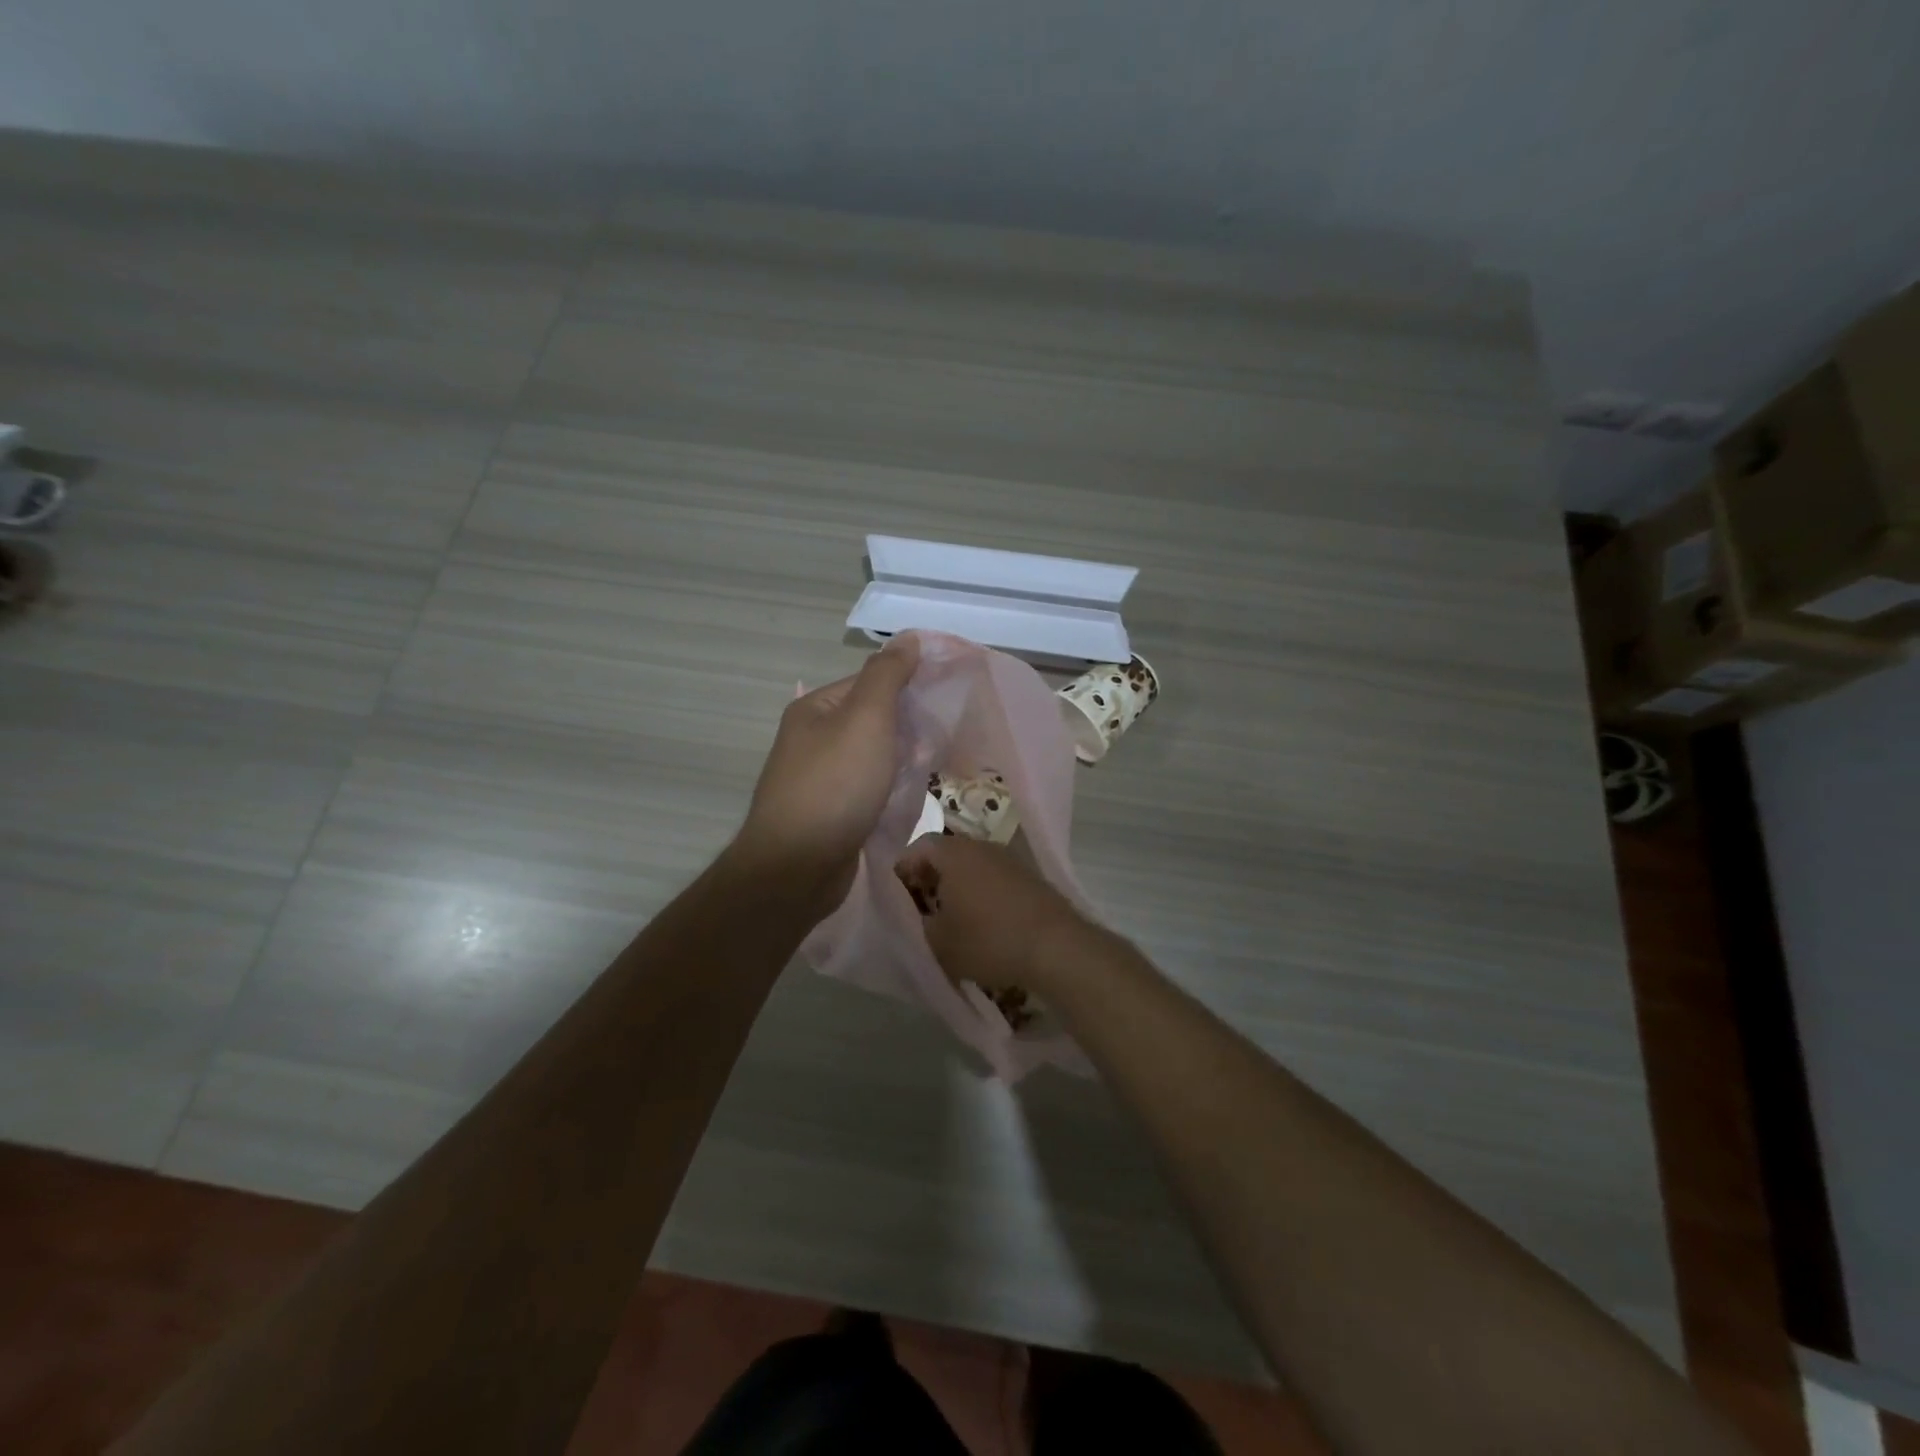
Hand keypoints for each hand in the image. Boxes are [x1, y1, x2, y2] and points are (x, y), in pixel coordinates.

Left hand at [733, 635, 921, 911]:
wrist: (796, 867)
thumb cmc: (835, 785)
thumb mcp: (866, 719)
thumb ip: (888, 676)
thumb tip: (908, 638)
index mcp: (815, 709)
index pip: (870, 682)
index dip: (909, 687)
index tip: (946, 700)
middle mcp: (812, 739)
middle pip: (873, 721)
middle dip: (909, 728)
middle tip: (943, 740)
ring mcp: (819, 779)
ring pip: (873, 758)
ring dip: (902, 761)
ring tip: (932, 769)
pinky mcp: (829, 814)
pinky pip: (868, 790)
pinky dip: (890, 790)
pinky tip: (909, 798)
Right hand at [893, 835, 1094, 994]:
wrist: (1056, 947)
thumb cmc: (988, 940)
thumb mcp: (938, 942)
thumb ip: (918, 924)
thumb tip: (918, 915)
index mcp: (953, 853)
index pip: (917, 847)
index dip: (902, 871)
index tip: (898, 898)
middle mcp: (980, 845)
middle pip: (945, 854)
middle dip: (929, 879)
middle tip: (921, 909)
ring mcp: (1008, 858)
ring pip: (971, 866)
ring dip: (957, 887)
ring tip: (951, 919)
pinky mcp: (1029, 875)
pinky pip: (993, 877)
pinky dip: (982, 893)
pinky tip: (984, 922)